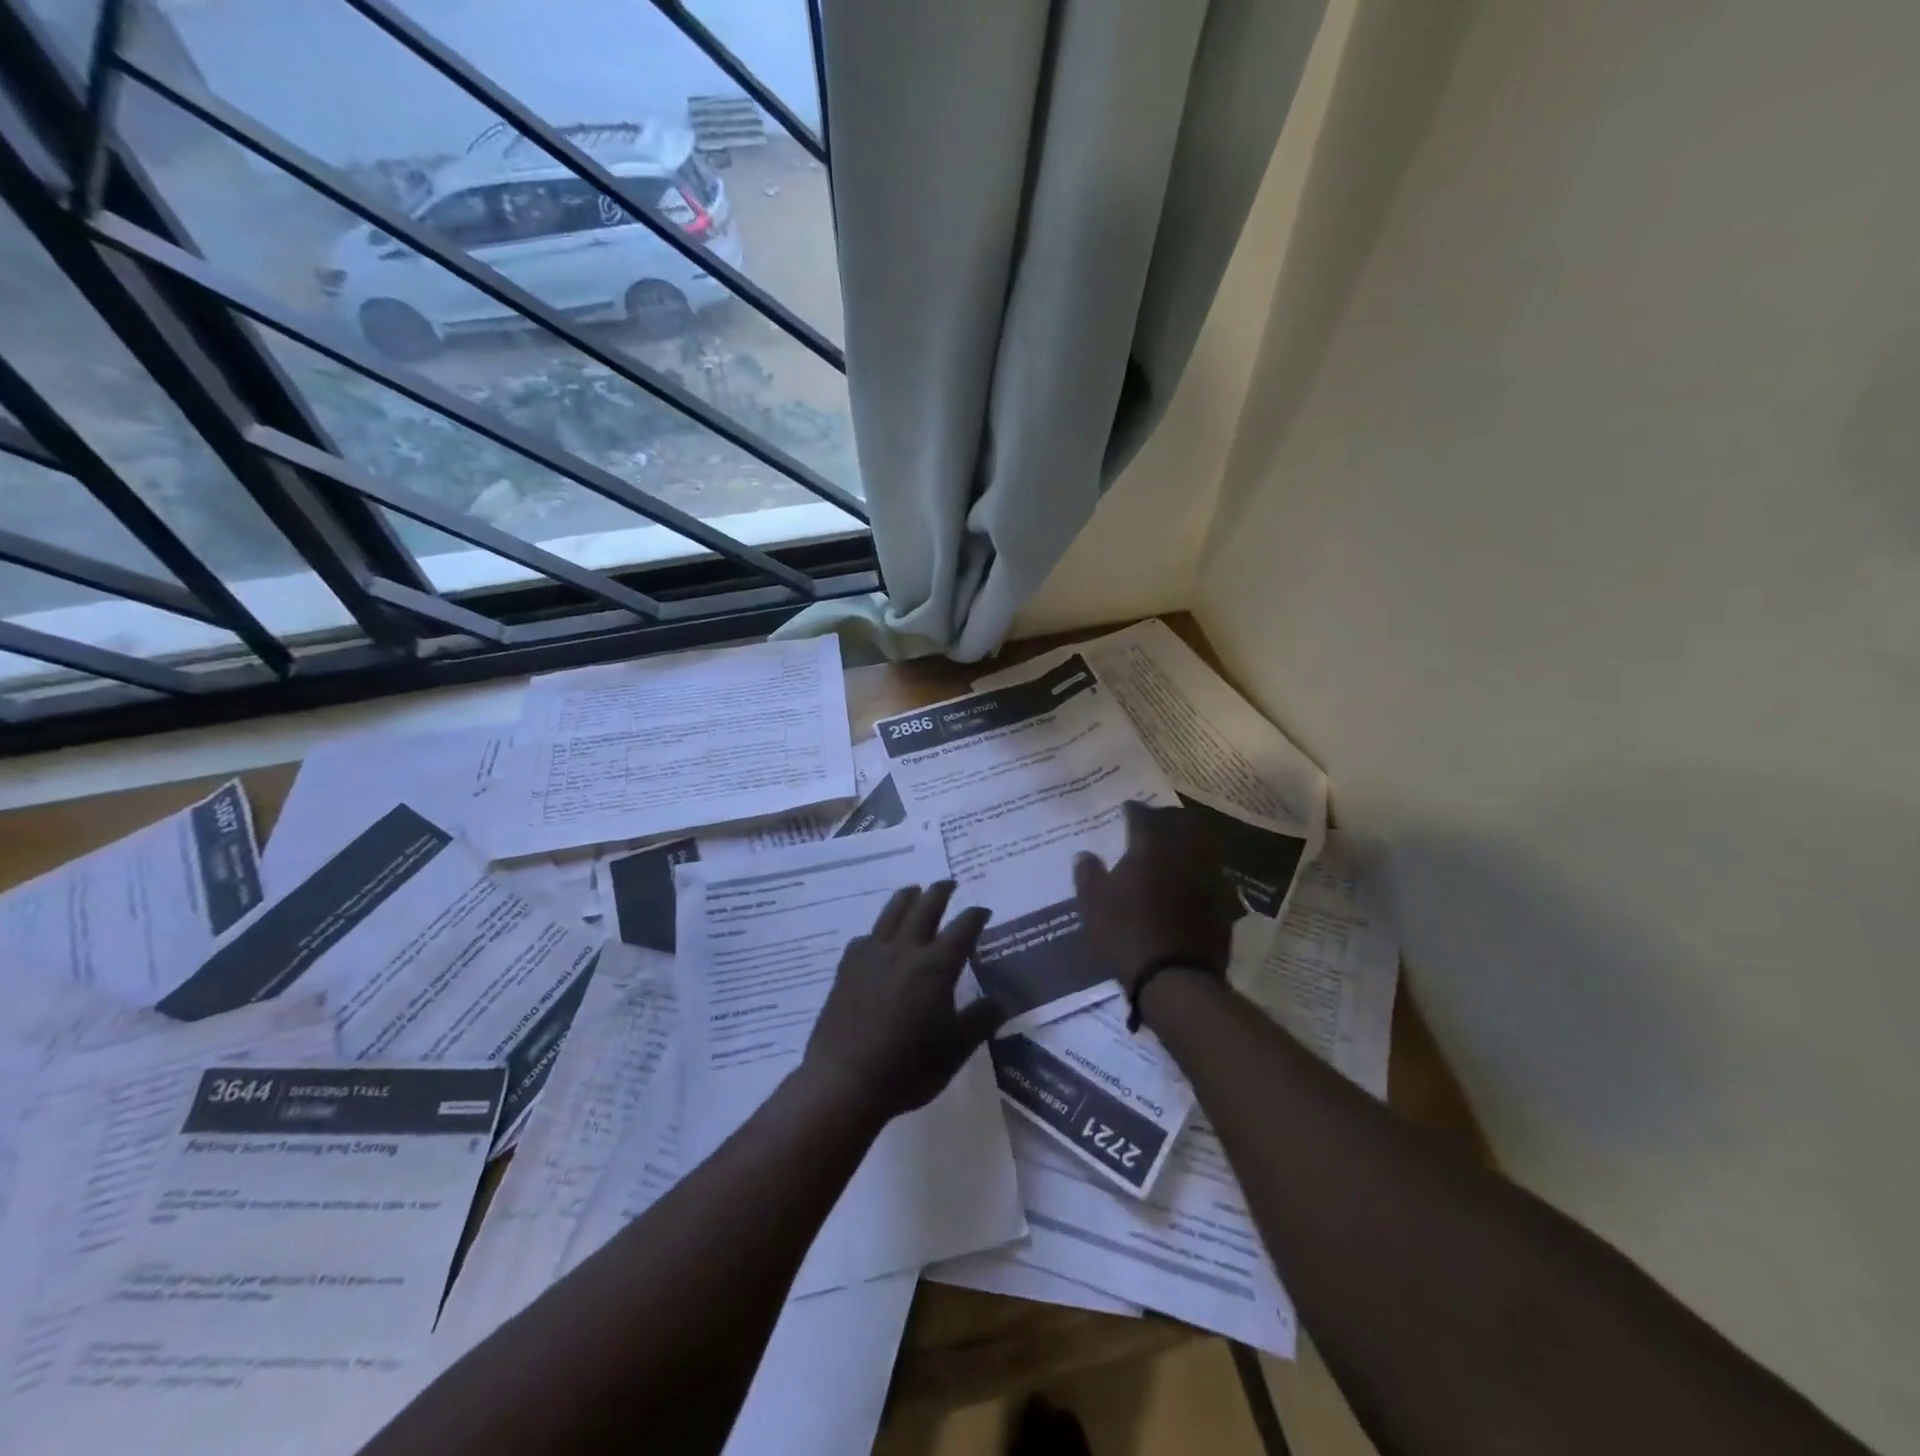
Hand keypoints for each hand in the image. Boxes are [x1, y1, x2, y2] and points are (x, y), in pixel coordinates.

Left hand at [802, 882, 1004, 1123]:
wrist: (845, 1081)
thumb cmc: (908, 1068)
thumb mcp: (956, 1049)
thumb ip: (982, 1019)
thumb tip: (1005, 999)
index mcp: (936, 966)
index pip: (963, 929)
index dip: (975, 916)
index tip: (983, 911)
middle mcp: (905, 950)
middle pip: (925, 907)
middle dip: (940, 892)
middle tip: (949, 883)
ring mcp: (872, 955)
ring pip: (892, 913)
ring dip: (907, 897)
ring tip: (914, 891)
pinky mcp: (847, 967)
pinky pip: (866, 937)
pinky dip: (879, 930)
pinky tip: (878, 939)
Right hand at [1073, 801, 1244, 993]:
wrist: (1175, 978)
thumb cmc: (1126, 934)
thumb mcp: (1093, 904)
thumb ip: (1088, 874)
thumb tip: (1085, 854)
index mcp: (1151, 846)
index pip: (1143, 815)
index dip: (1133, 810)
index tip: (1126, 811)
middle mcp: (1184, 852)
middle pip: (1182, 820)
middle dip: (1167, 817)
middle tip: (1154, 823)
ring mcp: (1210, 875)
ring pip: (1204, 843)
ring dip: (1189, 840)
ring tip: (1174, 849)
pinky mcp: (1225, 901)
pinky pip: (1213, 872)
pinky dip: (1200, 869)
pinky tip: (1189, 881)